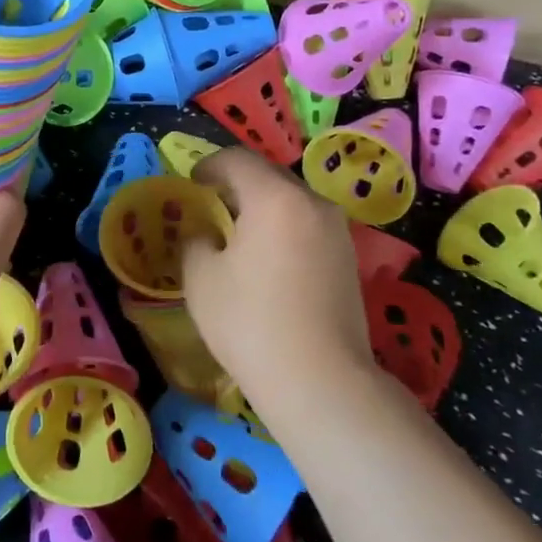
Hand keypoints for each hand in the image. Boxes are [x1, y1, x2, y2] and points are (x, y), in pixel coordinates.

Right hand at [180, 146, 371, 405]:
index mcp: (274, 197)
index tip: (191, 183)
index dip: (209, 165)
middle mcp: (312, 203)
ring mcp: (337, 231)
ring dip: (263, 206)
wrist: (321, 381)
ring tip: (238, 233)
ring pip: (292, 201)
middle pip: (269, 176)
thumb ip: (196, 241)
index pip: (237, 159)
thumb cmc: (251, 322)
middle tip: (211, 205)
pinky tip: (267, 259)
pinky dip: (283, 228)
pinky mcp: (349, 259)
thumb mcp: (201, 278)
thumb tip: (204, 234)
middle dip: (237, 184)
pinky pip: (308, 225)